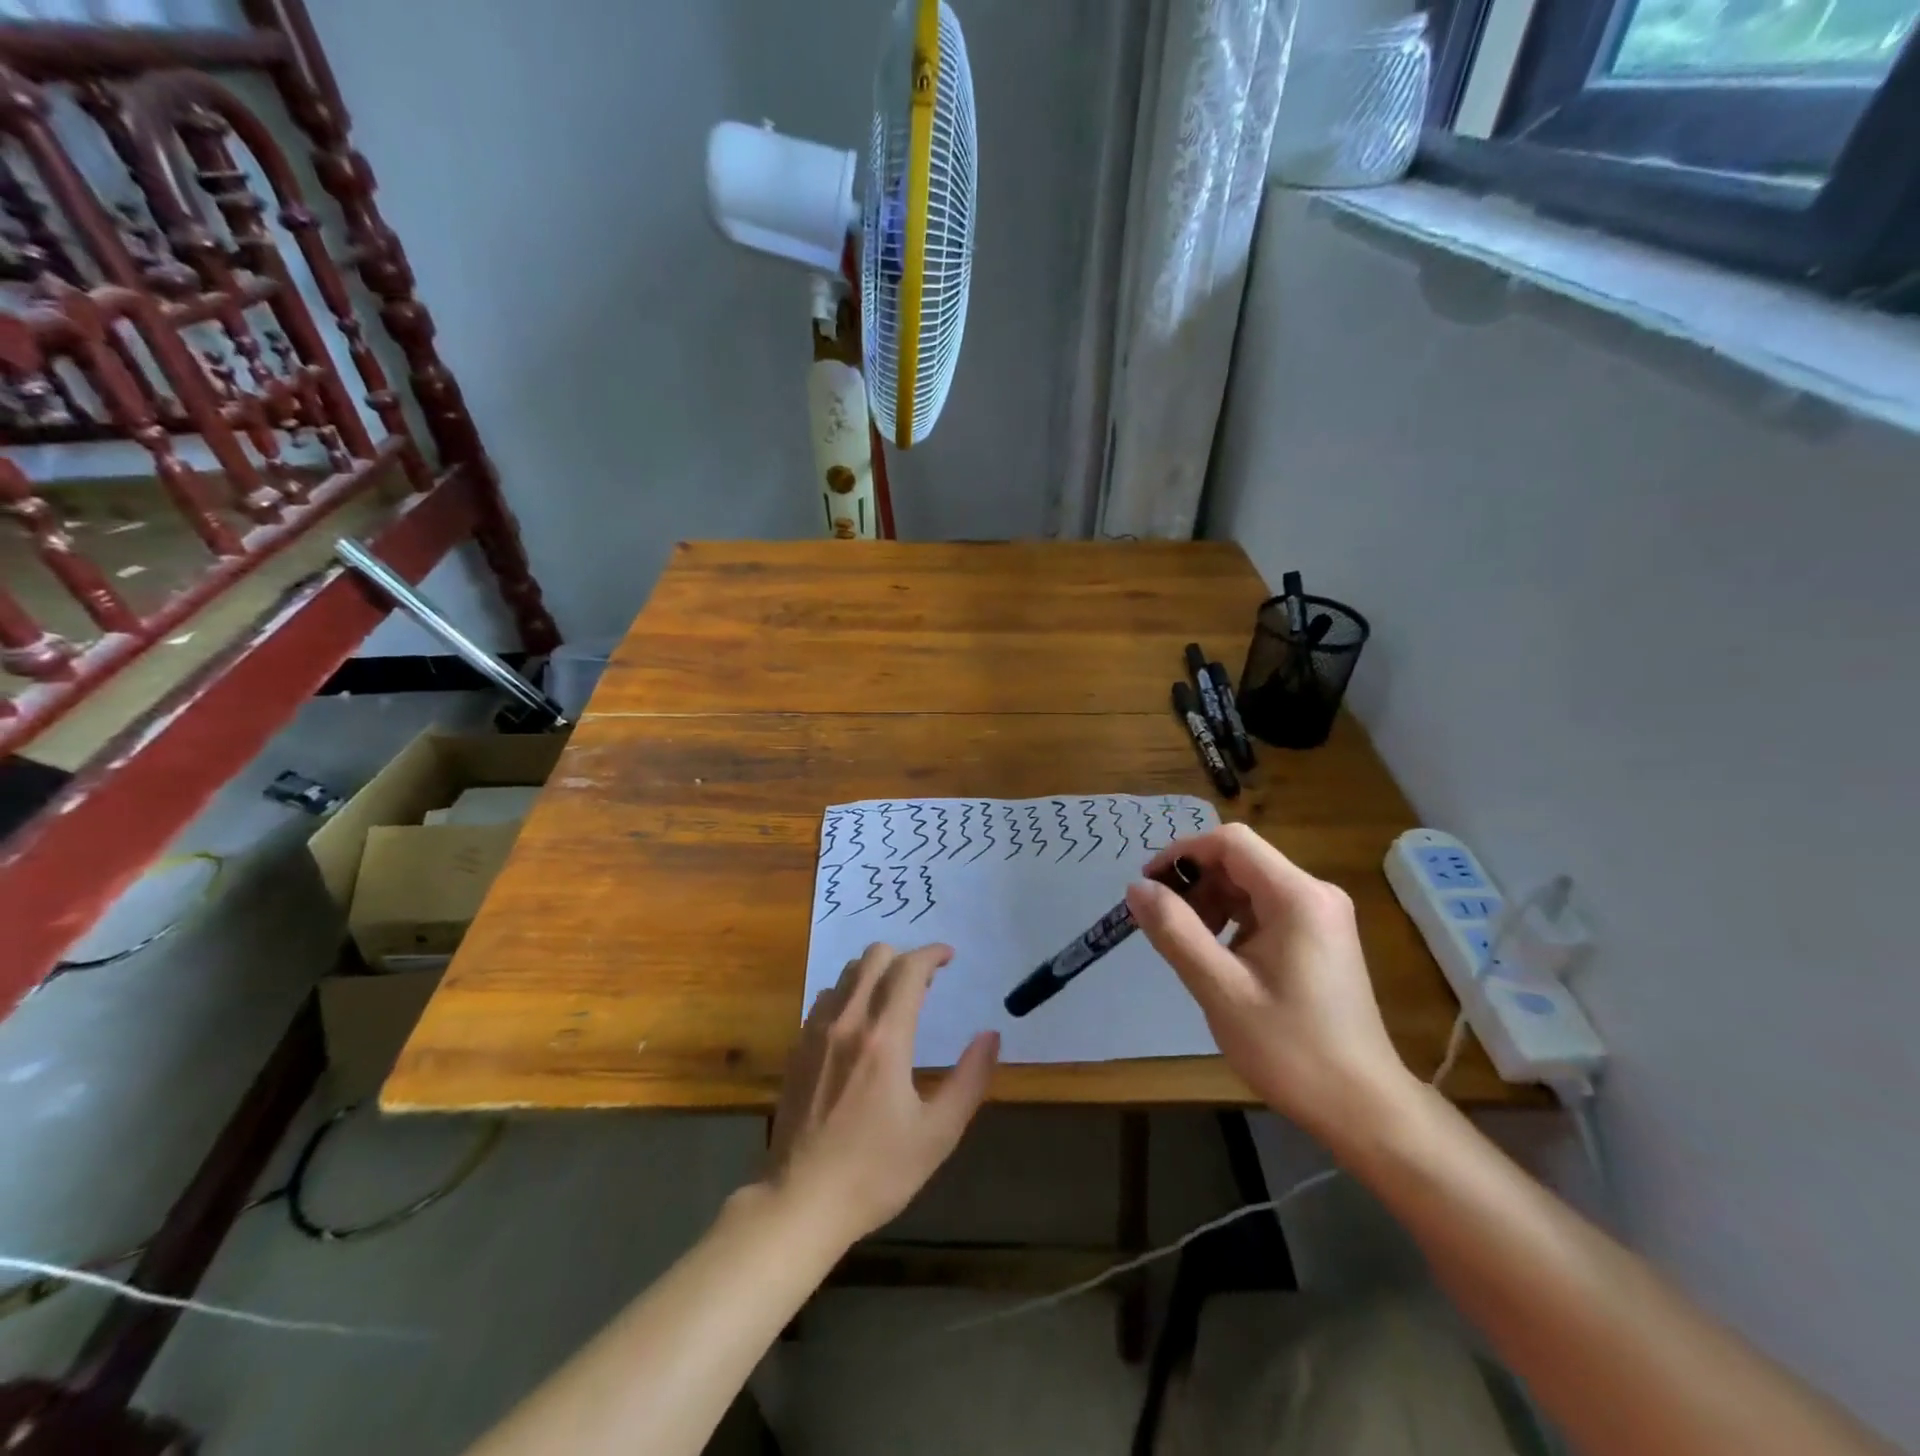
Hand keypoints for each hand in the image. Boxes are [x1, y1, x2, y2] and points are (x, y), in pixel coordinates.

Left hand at [764, 942, 998, 1249]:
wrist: (799, 1202)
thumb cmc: (875, 1172)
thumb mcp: (937, 1134)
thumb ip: (969, 1080)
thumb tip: (991, 1035)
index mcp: (885, 1038)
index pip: (909, 969)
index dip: (932, 954)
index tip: (950, 957)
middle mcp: (848, 1022)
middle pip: (873, 956)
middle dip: (904, 957)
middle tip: (926, 981)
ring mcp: (816, 1032)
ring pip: (847, 974)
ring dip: (875, 973)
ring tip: (894, 1000)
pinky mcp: (797, 1047)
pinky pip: (825, 998)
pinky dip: (849, 994)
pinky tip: (858, 1025)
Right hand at [1125, 824, 1412, 1139]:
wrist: (1363, 1108)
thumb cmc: (1291, 1049)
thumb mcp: (1221, 990)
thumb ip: (1176, 932)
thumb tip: (1136, 888)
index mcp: (1297, 897)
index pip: (1230, 842)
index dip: (1183, 853)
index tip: (1150, 886)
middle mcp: (1315, 894)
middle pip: (1241, 861)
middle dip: (1195, 883)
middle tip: (1163, 923)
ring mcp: (1321, 916)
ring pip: (1250, 885)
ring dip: (1211, 903)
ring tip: (1187, 945)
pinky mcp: (1320, 938)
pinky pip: (1264, 909)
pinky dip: (1232, 921)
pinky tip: (1218, 957)